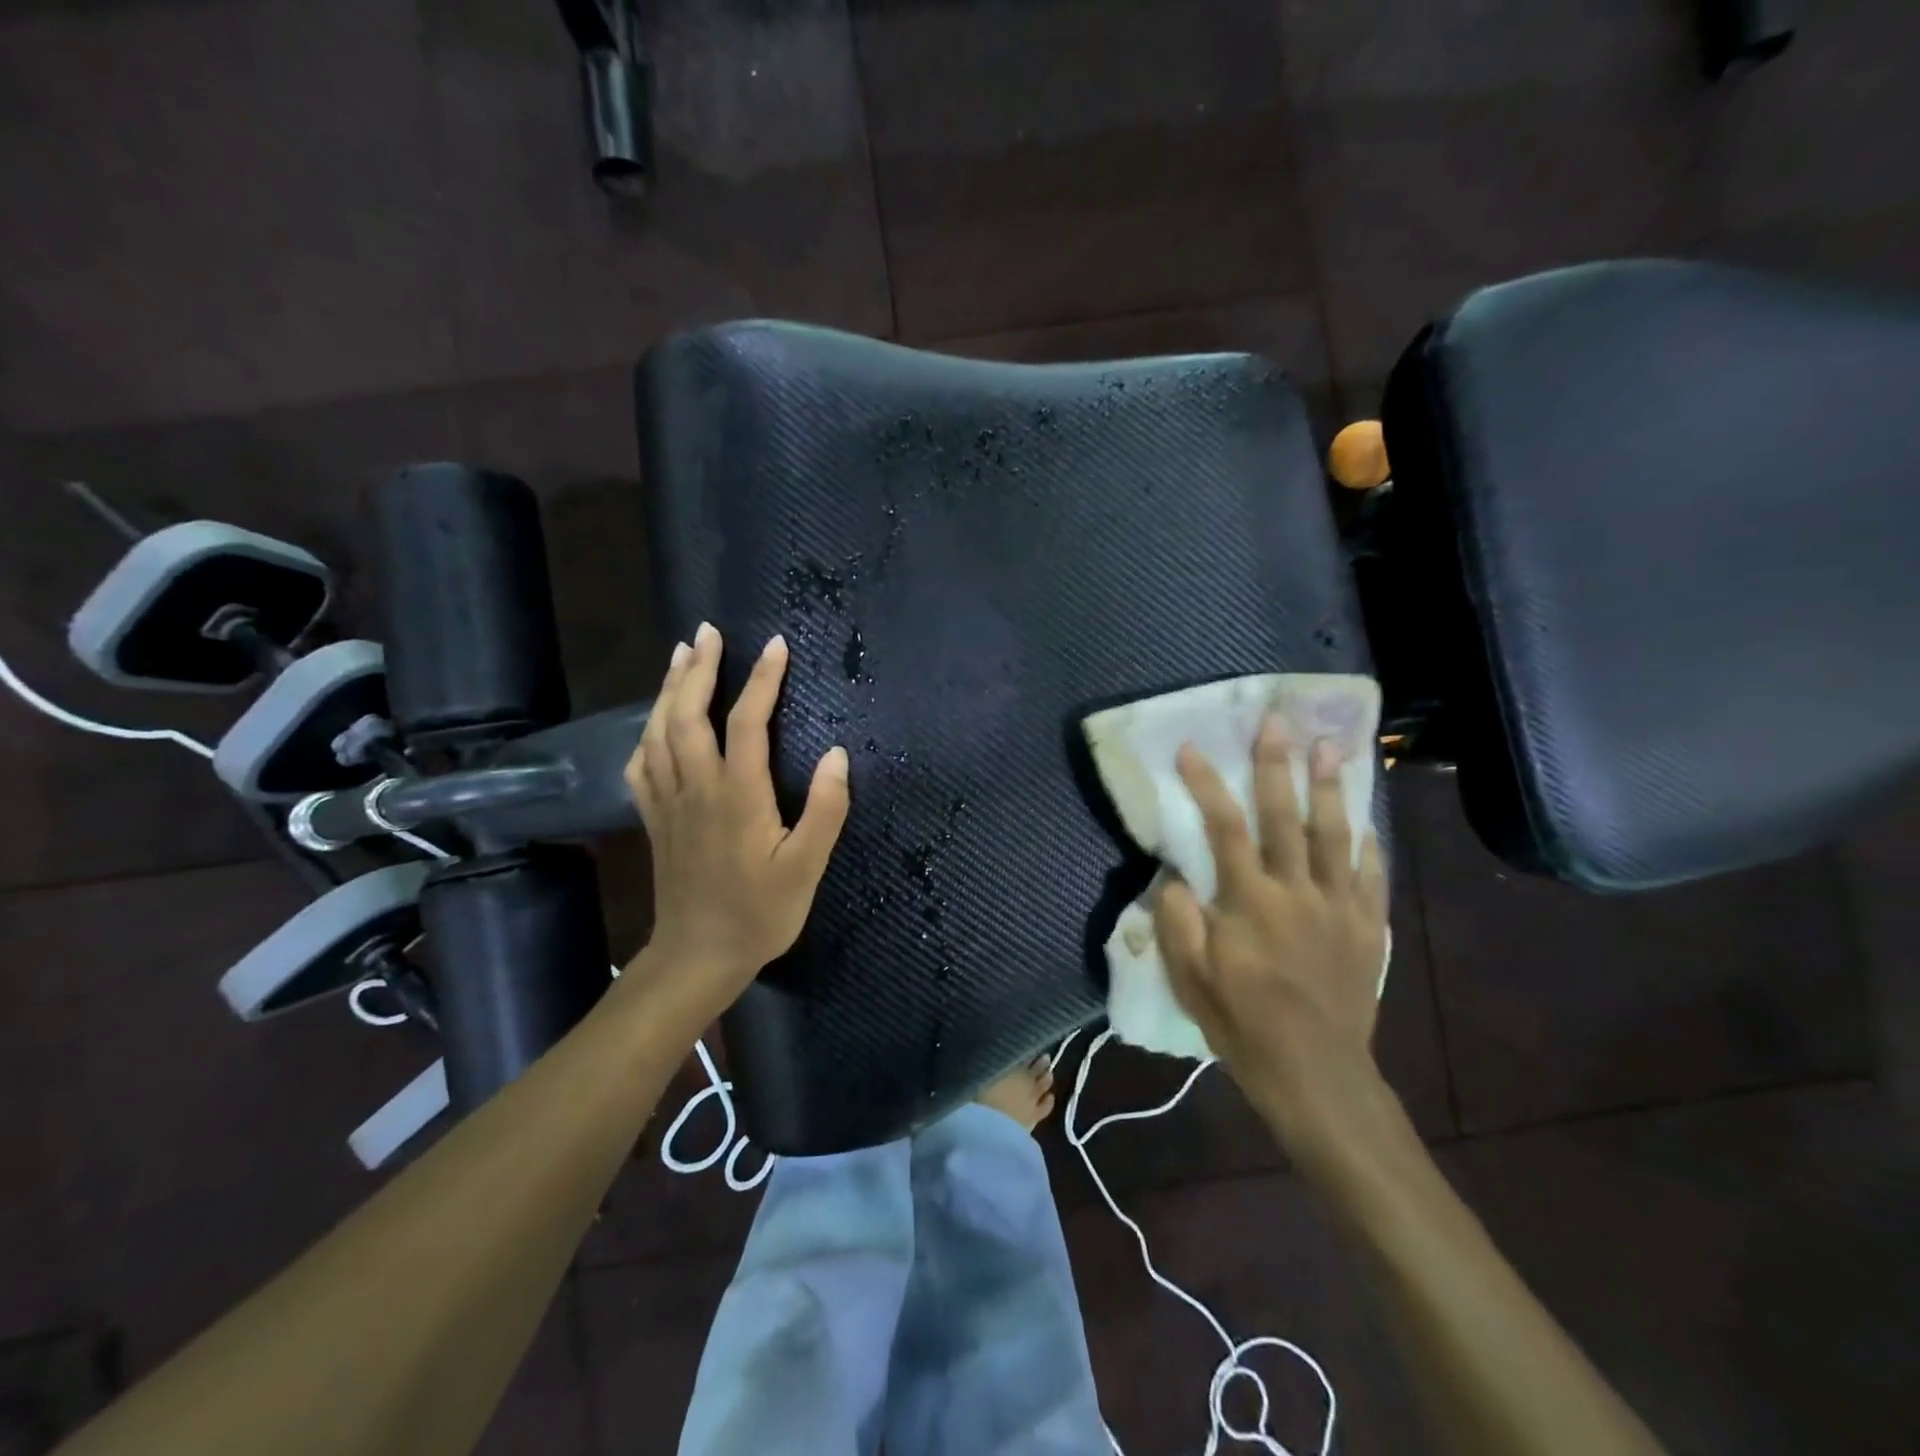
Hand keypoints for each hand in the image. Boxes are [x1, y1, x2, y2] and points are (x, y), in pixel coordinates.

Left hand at [624, 623, 849, 1010]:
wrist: (697, 957)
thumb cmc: (759, 914)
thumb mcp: (806, 868)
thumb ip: (824, 810)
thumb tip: (837, 754)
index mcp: (737, 795)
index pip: (746, 722)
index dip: (762, 680)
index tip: (777, 645)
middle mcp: (696, 788)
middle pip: (687, 714)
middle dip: (698, 668)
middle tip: (708, 631)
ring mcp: (668, 803)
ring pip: (657, 732)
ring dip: (668, 689)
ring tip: (679, 655)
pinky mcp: (654, 820)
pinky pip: (641, 764)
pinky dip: (646, 733)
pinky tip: (654, 723)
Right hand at [1152, 713, 1389, 1159]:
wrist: (1316, 1074)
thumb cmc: (1244, 1024)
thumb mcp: (1191, 978)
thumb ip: (1179, 920)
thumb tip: (1174, 874)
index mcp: (1250, 902)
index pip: (1225, 828)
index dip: (1206, 785)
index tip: (1191, 749)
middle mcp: (1297, 892)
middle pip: (1286, 817)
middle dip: (1277, 766)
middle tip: (1277, 722)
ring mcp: (1339, 908)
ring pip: (1335, 835)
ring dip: (1331, 788)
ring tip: (1331, 747)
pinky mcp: (1368, 928)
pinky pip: (1371, 876)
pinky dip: (1368, 844)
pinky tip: (1365, 822)